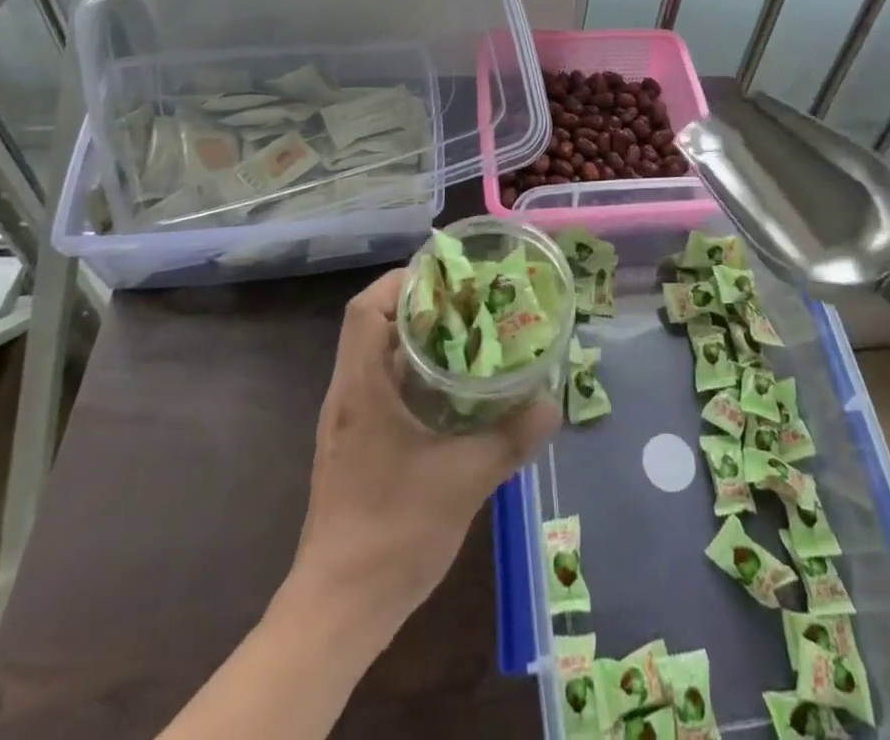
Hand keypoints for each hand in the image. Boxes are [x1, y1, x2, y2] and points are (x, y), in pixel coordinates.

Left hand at [288, 268, 559, 642]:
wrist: (337, 611)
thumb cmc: (393, 533)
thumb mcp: (464, 481)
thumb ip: (511, 438)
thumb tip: (552, 404)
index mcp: (362, 389)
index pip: (365, 309)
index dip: (402, 282)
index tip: (448, 278)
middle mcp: (348, 395)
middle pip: (374, 326)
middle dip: (421, 306)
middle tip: (472, 303)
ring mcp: (348, 423)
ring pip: (379, 357)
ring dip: (419, 341)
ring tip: (471, 337)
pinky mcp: (355, 446)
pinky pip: (383, 388)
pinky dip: (415, 375)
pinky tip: (454, 393)